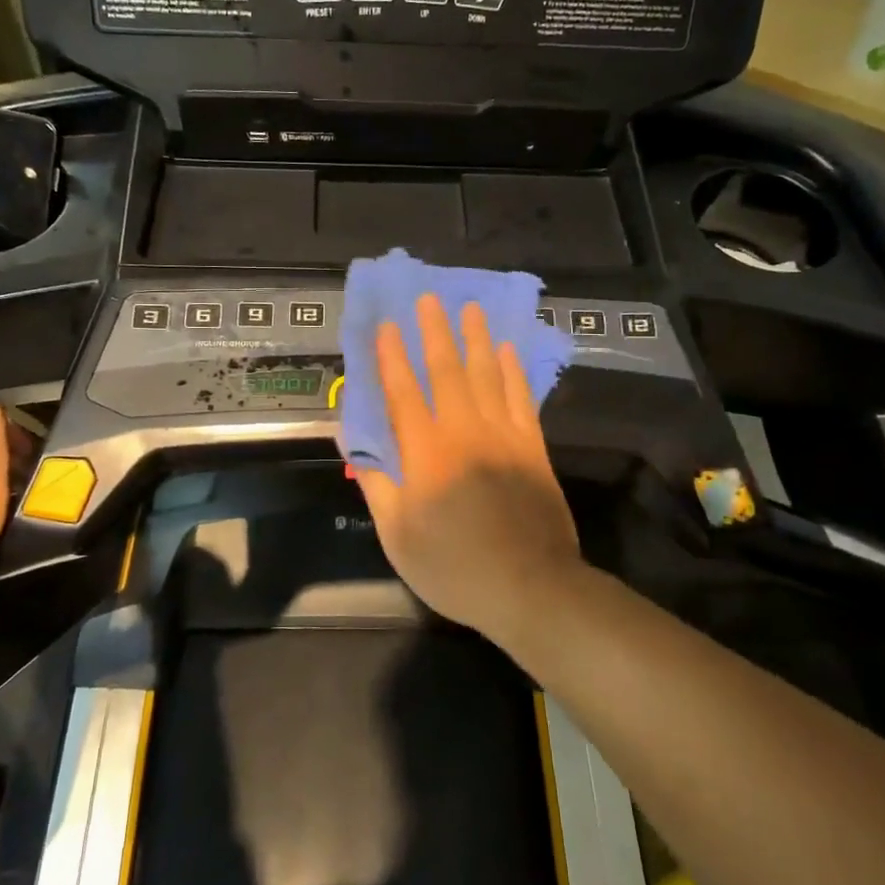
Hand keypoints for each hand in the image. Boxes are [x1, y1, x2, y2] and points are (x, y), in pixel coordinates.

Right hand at [356, 295, 583, 640]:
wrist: (530, 586)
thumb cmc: (454, 566)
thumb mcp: (398, 536)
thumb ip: (377, 485)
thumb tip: (352, 445)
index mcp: (425, 453)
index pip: (403, 393)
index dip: (391, 357)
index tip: (385, 325)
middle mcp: (463, 431)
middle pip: (446, 371)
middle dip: (434, 332)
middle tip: (429, 298)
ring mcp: (503, 435)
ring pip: (487, 374)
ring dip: (476, 338)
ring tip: (470, 307)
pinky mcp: (533, 446)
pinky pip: (521, 397)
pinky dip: (513, 370)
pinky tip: (508, 350)